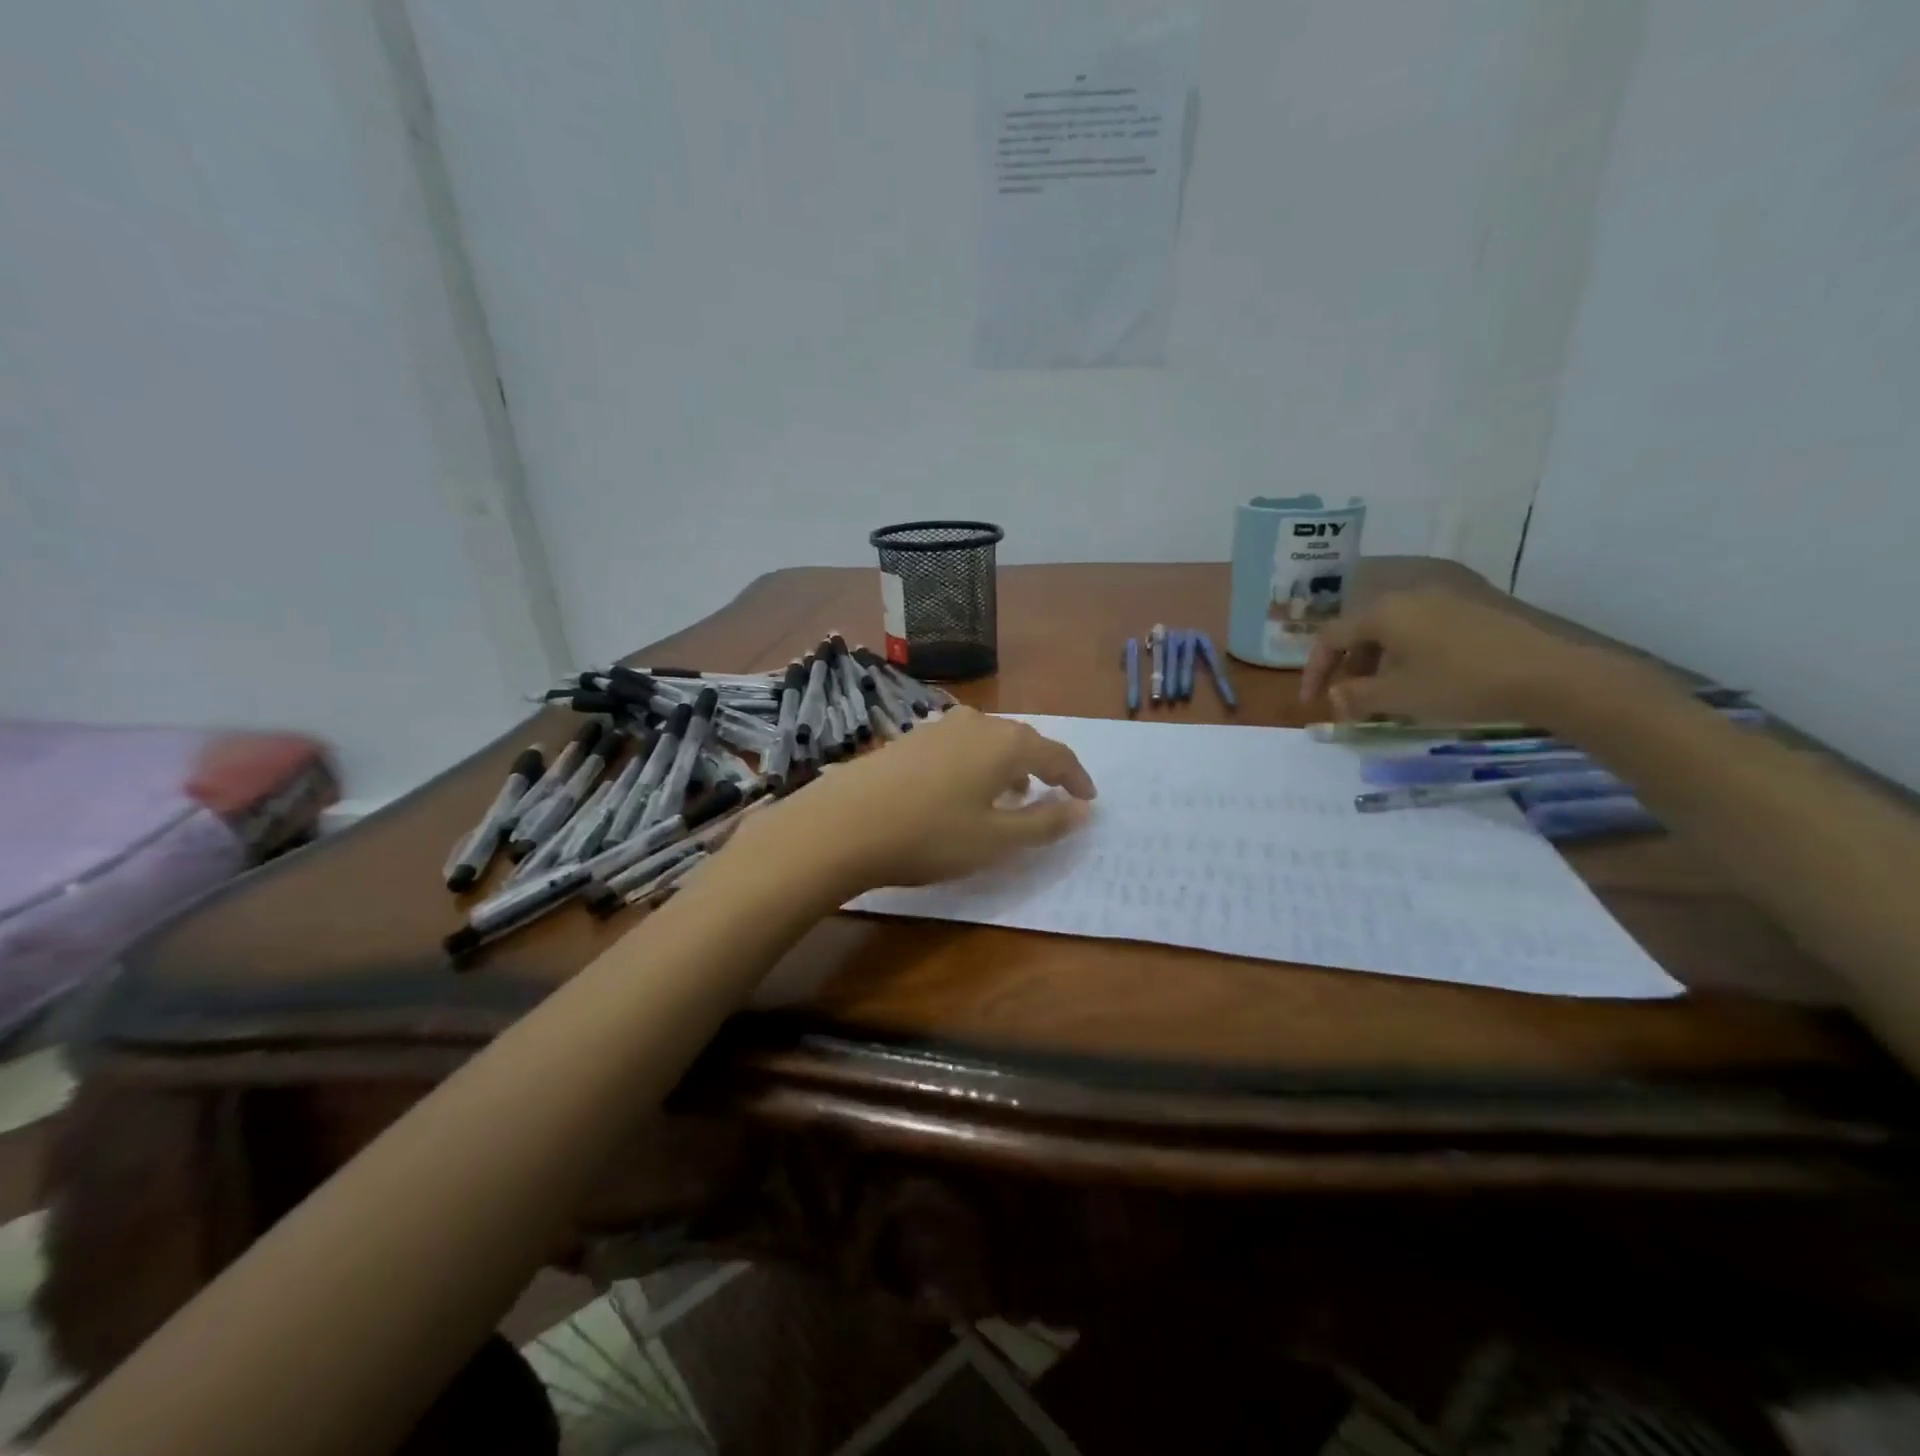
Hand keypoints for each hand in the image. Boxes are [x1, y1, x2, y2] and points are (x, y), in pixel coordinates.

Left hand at [736, 707, 1096, 896]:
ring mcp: (938, 727)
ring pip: (989, 741)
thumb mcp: (996, 839)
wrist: (843, 824)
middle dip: (1042, 768)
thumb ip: (1045, 823)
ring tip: (1010, 795)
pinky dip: (976, 765)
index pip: (1056, 753)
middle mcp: (976, 724)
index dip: (1076, 777)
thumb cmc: (931, 835)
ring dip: (1007, 766)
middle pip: (1022, 741)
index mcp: (1006, 743)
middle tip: (1051, 795)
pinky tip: (963, 790)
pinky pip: (960, 746)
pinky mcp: (909, 738)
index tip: (1088, 799)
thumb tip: (1082, 809)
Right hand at [1300, 588, 1599, 724]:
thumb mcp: (1401, 696)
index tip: (1312, 703)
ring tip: (1386, 688)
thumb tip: (1336, 698)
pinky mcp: (1478, 597)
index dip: (1314, 671)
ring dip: (1379, 656)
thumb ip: (1357, 697)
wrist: (1556, 670)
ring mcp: (1448, 589)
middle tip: (1350, 696)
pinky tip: (1423, 671)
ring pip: (1394, 622)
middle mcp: (1409, 589)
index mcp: (1383, 609)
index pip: (1330, 637)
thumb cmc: (1464, 681)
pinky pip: (1424, 618)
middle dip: (1349, 663)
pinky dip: (1410, 645)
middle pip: (1361, 625)